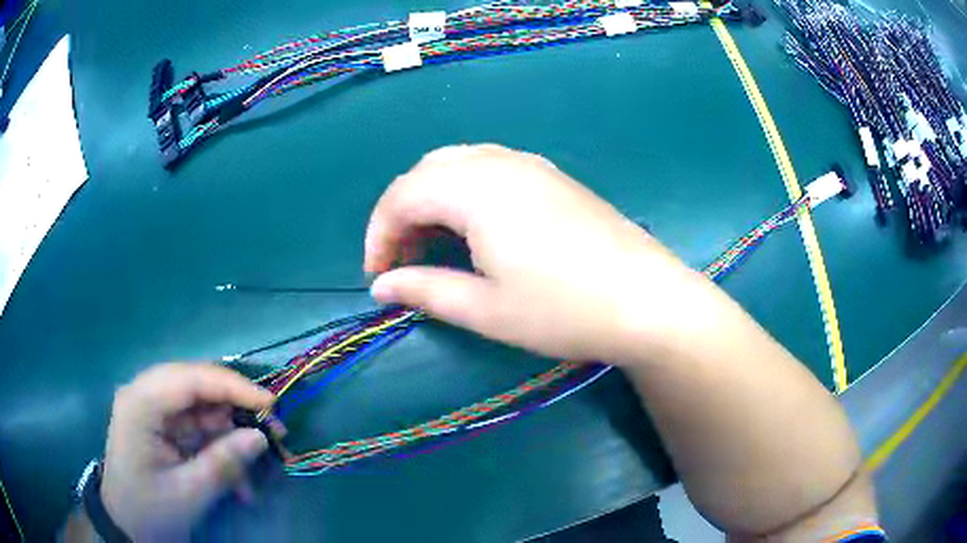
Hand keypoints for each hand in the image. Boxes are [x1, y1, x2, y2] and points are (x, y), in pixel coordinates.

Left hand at [100, 363, 274, 540]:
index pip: (190, 378)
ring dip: (231, 436)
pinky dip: (220, 450)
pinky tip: (239, 483)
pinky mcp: (162, 428)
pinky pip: (198, 429)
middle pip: (197, 387)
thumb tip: (261, 438)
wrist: (126, 526)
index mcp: (141, 404)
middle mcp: (145, 396)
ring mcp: (153, 412)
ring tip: (259, 466)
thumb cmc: (148, 511)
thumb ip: (223, 464)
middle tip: (273, 431)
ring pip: (202, 409)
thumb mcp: (187, 494)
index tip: (271, 405)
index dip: (233, 387)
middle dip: (236, 409)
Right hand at [365, 144, 703, 363]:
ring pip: (459, 164)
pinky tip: (474, 227)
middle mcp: (500, 162)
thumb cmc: (563, 309)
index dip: (379, 233)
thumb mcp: (486, 308)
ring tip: (433, 245)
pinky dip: (465, 192)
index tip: (376, 275)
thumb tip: (381, 287)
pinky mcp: (553, 176)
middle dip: (402, 213)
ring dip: (433, 199)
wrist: (646, 299)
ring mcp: (532, 165)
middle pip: (428, 171)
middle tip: (401, 260)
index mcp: (476, 189)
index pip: (403, 195)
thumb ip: (425, 290)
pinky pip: (490, 167)